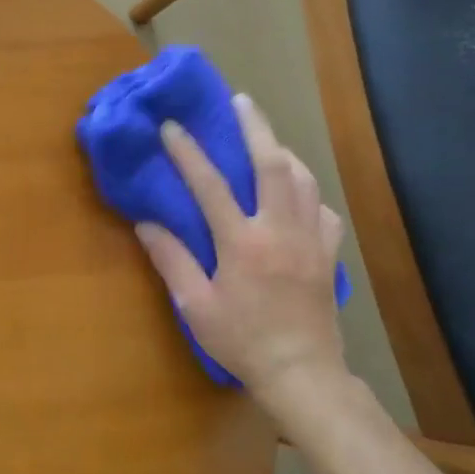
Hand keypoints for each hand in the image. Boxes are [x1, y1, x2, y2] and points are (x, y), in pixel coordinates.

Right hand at [135, 94, 348, 401]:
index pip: (211, 185)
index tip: (172, 126)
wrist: (302, 373)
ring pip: (304, 180)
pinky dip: (308, 192)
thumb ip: (171, 260)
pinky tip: (296, 194)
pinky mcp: (329, 255)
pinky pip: (322, 210)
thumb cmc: (242, 341)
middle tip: (240, 101)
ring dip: (283, 152)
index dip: (188, 152)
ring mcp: (311, 240)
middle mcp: (281, 231)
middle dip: (255, 127)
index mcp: (243, 243)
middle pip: (273, 164)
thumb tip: (145, 223)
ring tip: (266, 139)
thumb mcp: (195, 306)